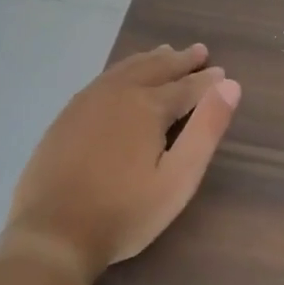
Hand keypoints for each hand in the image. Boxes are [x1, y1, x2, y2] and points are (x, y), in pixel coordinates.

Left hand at [3, 43, 241, 283]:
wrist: (53, 232)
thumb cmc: (124, 212)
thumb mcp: (178, 179)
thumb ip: (206, 130)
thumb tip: (229, 85)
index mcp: (148, 106)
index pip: (186, 86)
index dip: (207, 81)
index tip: (221, 73)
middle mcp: (119, 92)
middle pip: (156, 68)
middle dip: (180, 60)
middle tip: (199, 52)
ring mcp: (88, 100)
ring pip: (127, 68)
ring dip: (151, 59)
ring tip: (165, 52)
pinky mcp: (68, 114)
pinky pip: (104, 78)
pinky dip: (124, 69)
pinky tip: (123, 75)